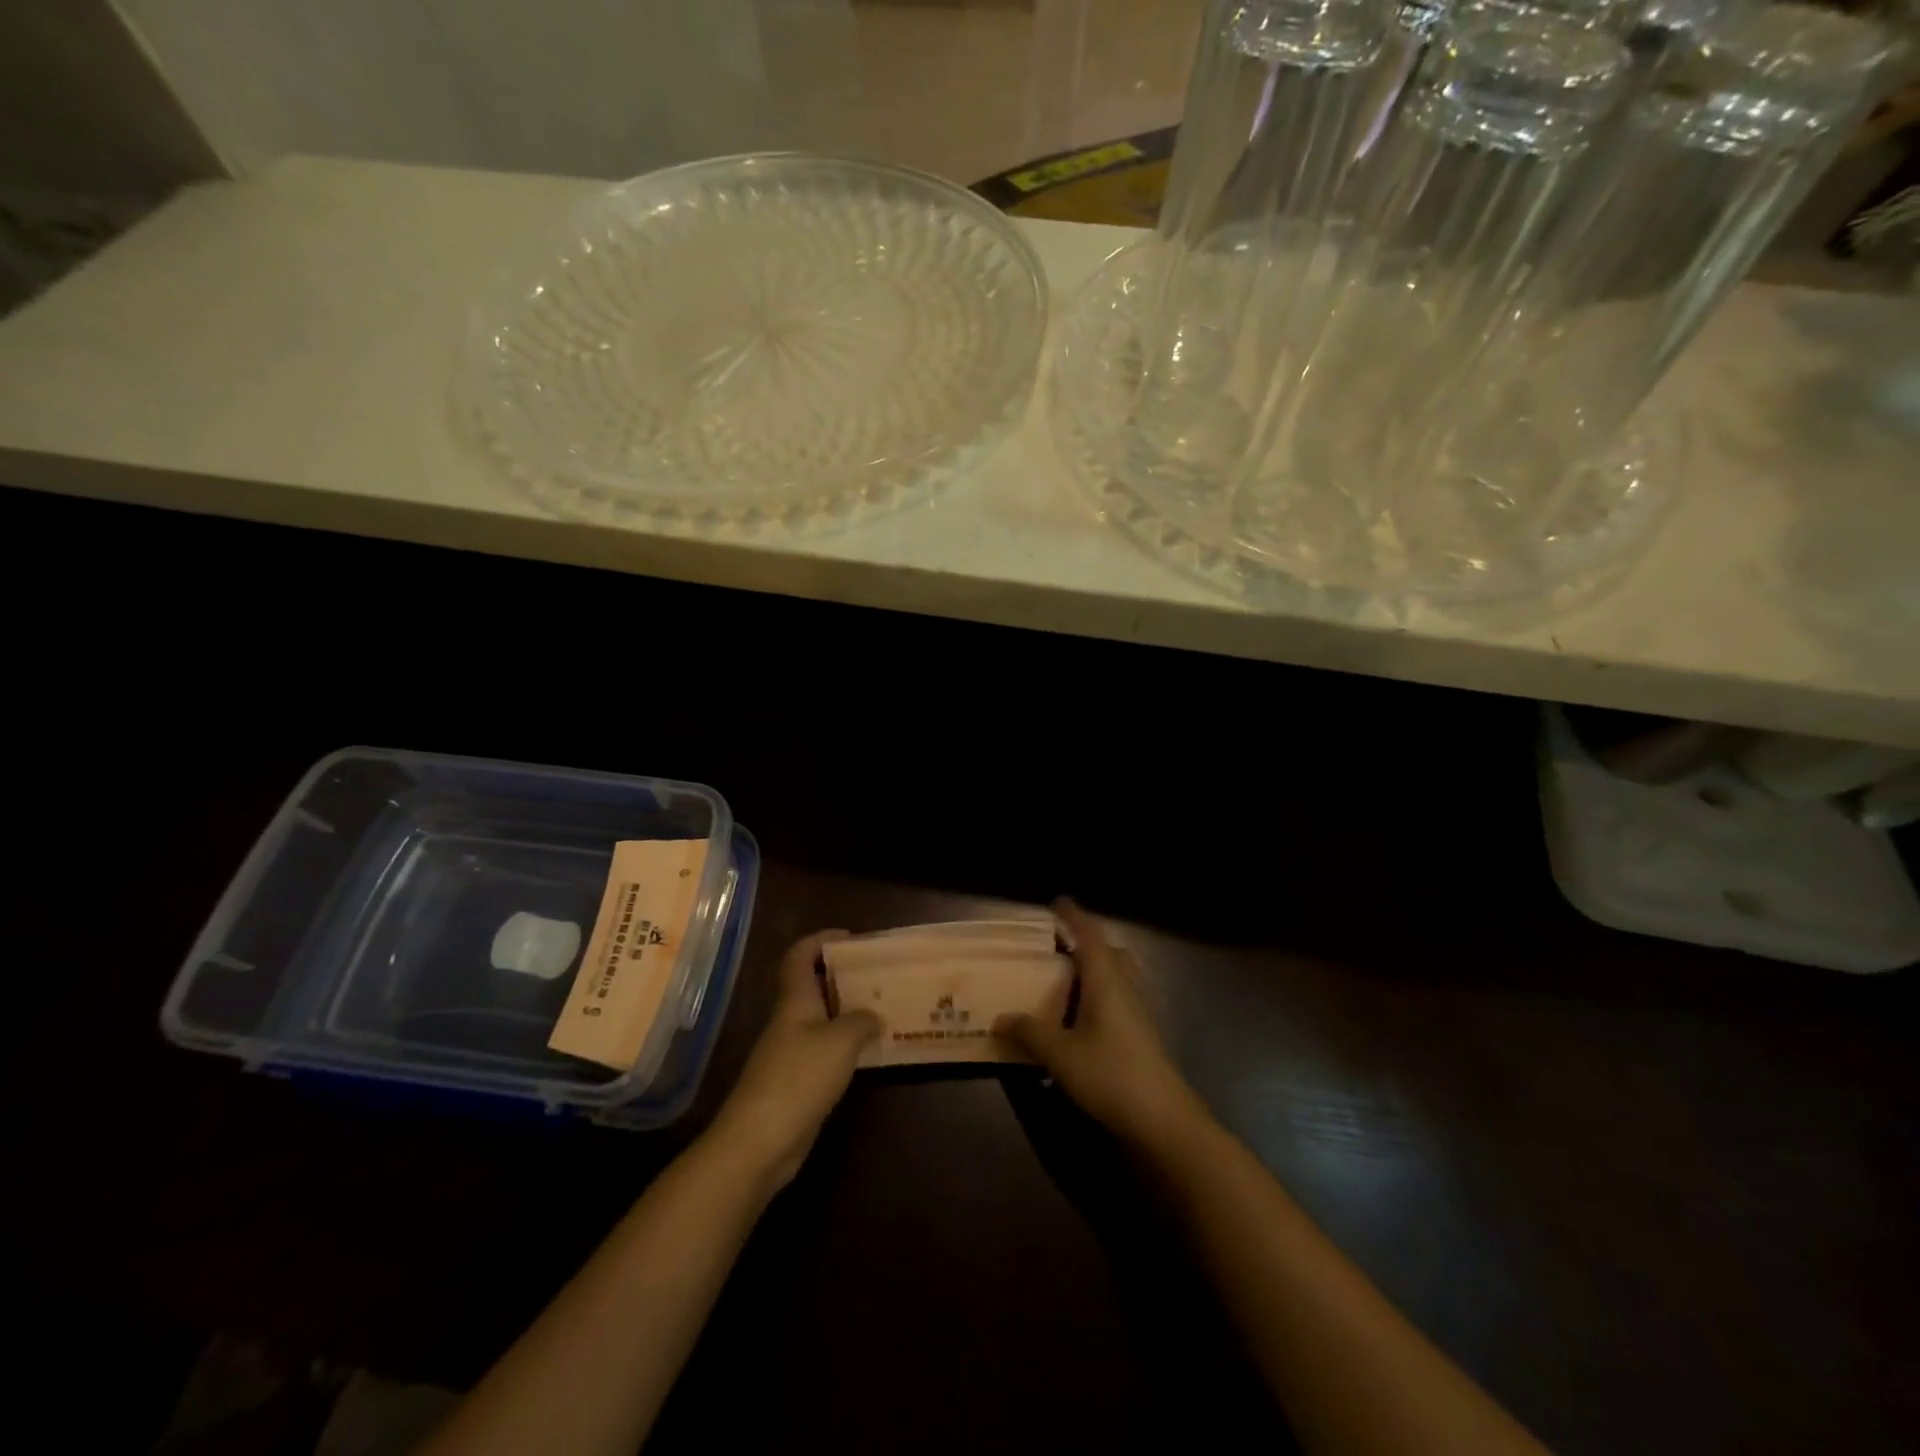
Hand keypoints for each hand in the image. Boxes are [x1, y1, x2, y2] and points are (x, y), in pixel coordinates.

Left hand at [704, 930, 880, 1192]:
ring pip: (821, 1019)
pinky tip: (869, 1051)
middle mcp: (790, 1020)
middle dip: (842, 975)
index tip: (850, 937)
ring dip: (847, 1011)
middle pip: (812, 985)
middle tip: (877, 974)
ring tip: (882, 1009)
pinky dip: (845, 1044)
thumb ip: (861, 1022)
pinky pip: (824, 1050)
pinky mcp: (796, 1081)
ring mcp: (790, 1052)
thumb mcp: (840, 1042)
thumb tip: (874, 1016)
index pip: (800, 956)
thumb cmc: (799, 1077)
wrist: (759, 1142)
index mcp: (795, 1000)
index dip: (820, 940)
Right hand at [994, 899, 1209, 1151]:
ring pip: (1117, 977)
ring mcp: (1138, 1014)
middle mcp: (1125, 989)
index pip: (1090, 936)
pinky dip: (1098, 995)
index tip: (1058, 902)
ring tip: (1064, 979)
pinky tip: (1080, 1018)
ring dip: (1094, 970)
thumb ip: (1030, 1033)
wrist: (1164, 1121)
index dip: (1074, 917)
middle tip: (1058, 945)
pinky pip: (1118, 1000)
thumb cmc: (1111, 1075)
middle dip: (1086, 942)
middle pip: (1109, 953)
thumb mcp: (1061, 1054)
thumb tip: (1000, 1018)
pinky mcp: (1142, 1036)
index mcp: (1106, 980)